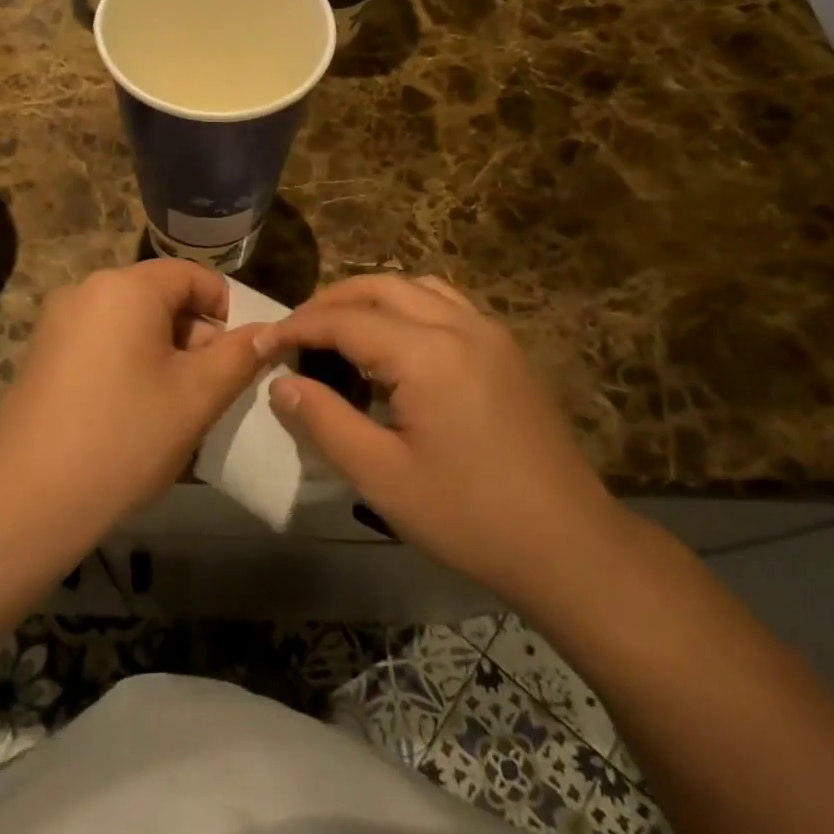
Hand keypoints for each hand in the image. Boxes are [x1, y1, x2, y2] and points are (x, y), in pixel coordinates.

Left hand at [0, 260, 264, 543]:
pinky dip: (130, 365)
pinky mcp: (41, 356)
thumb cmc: (125, 437)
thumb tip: (271, 331)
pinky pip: (101, 344)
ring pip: (131, 324)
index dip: (227, 309)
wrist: (27, 502)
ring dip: (165, 355)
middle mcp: (86, 291)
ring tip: (177, 407)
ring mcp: (57, 323)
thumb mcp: (197, 396)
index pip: (192, 276)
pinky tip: (134, 414)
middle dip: (195, 336)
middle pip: (160, 298)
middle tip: (213, 389)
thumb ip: (240, 355)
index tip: (243, 355)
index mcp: (125, 287)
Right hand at [262, 274, 634, 608]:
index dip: (298, 326)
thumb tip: (282, 383)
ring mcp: (491, 334)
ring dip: (370, 298)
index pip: (346, 320)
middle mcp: (461, 326)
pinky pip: (446, 305)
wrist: (570, 546)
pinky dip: (406, 307)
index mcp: (428, 354)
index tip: (262, 341)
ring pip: (417, 288)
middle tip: (294, 331)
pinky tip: (393, 345)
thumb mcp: (381, 476)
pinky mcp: (506, 350)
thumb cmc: (469, 516)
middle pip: (381, 287)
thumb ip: (324, 420)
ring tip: (338, 330)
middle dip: (330, 302)